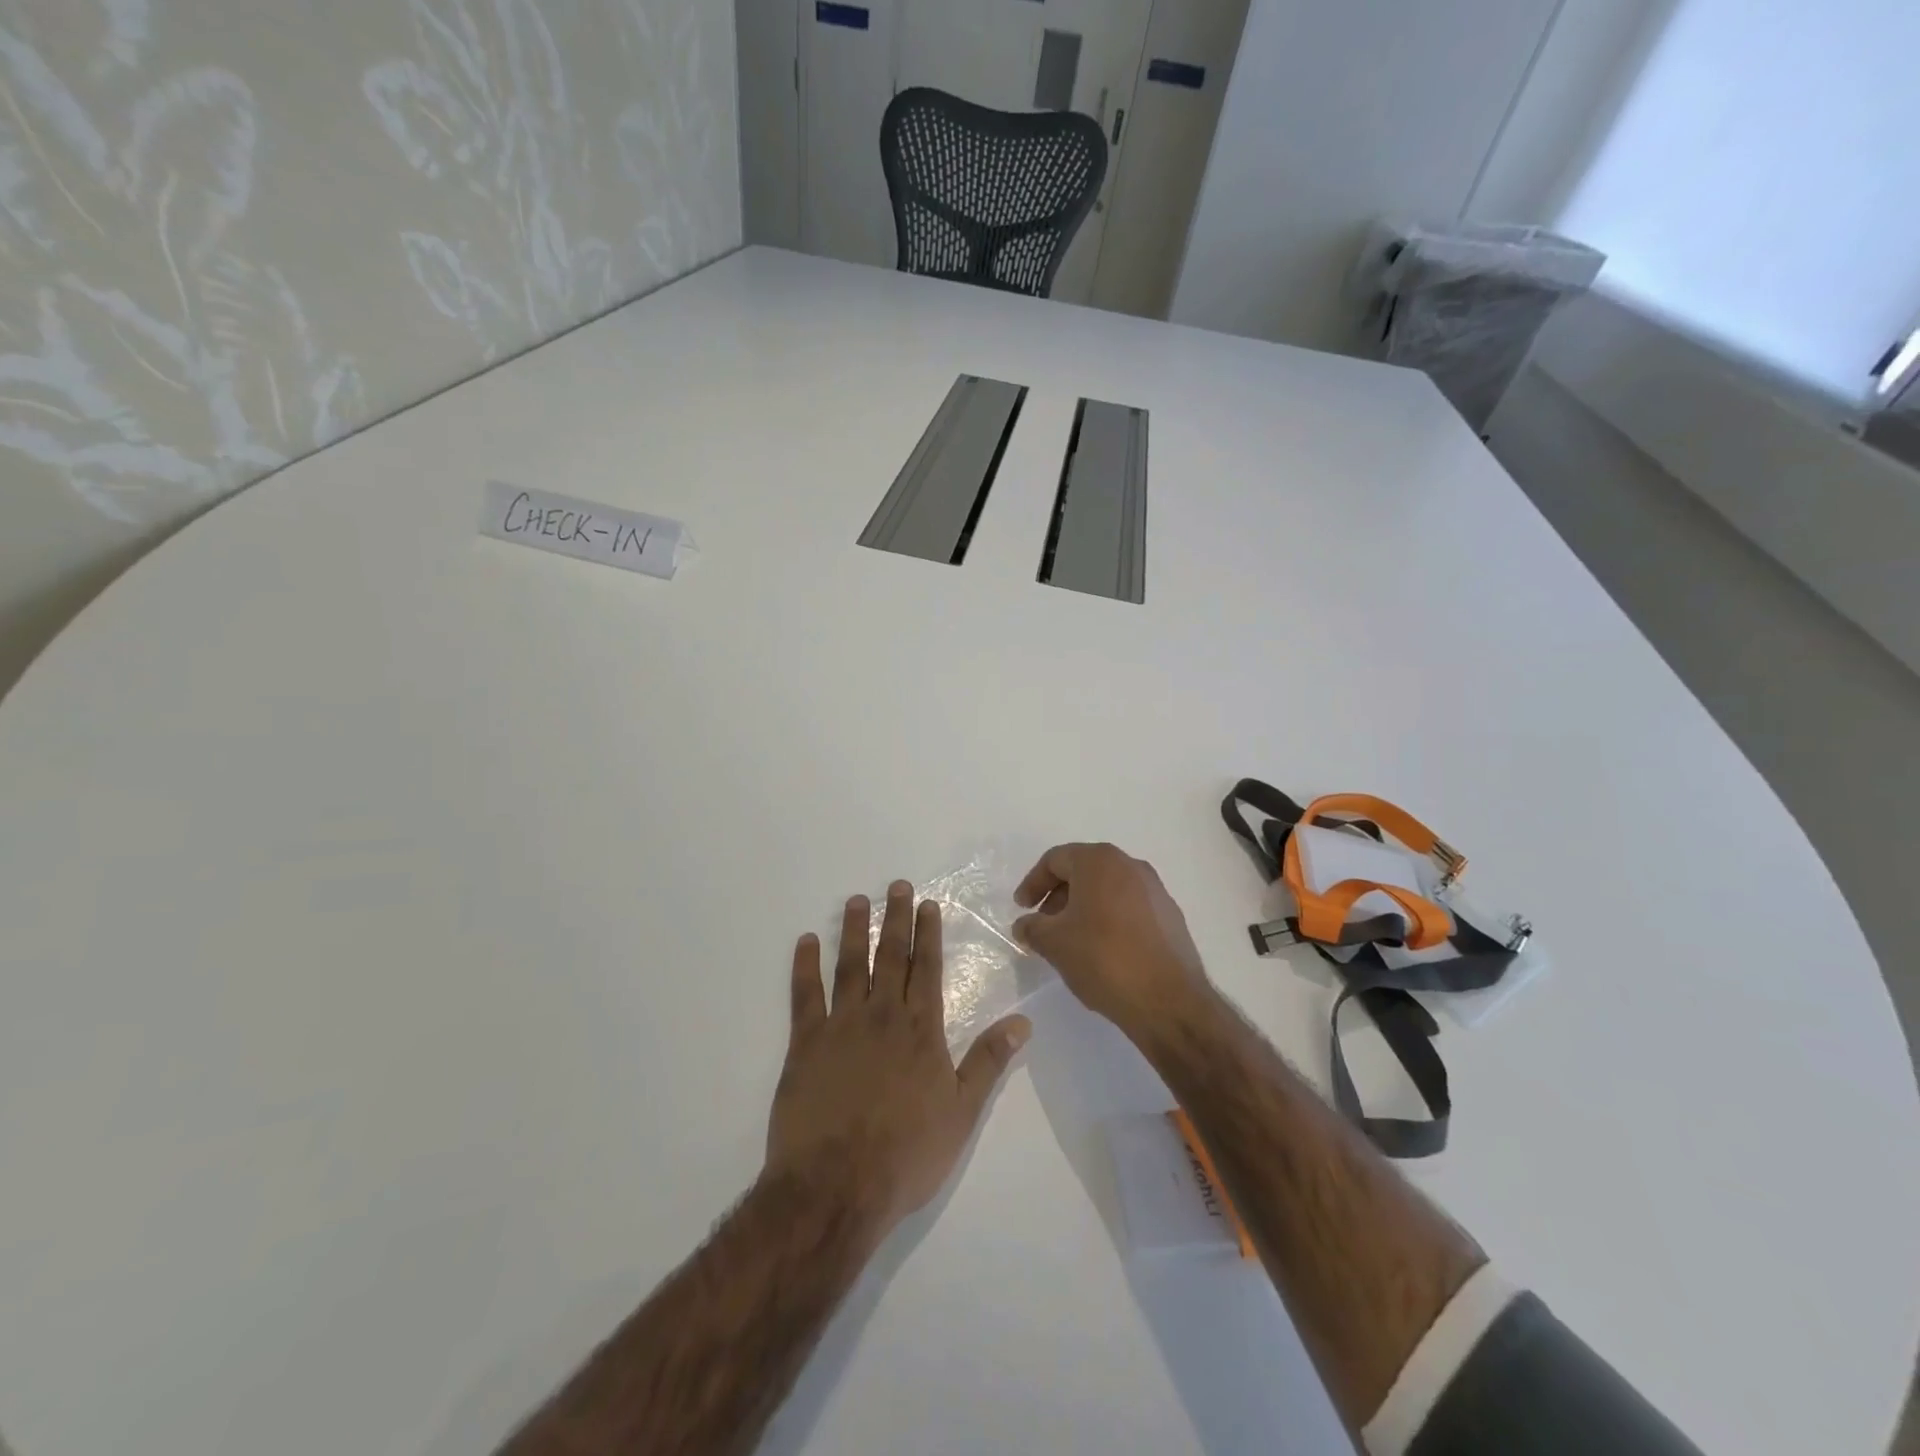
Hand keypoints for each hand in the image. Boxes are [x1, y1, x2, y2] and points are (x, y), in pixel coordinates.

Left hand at [766, 881, 1031, 1232]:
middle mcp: (883, 1015)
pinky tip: (805, 942)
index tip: (928, 905)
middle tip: (896, 886)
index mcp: (921, 1029)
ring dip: (853, 930)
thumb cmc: (906, 1153)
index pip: (928, 968)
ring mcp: (841, 1025)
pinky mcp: (805, 1042)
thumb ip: (988, 1061)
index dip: (929, 934)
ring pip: (849, 965)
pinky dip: (805, 966)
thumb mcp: (962, 1112)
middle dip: (896, 918)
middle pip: (891, 956)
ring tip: (855, 901)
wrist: (836, 1185)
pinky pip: (805, 994)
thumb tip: (1022, 1021)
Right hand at [1012, 843, 1213, 1036]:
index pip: (1056, 859)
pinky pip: (1129, 907)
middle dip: (1058, 895)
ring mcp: (1155, 890)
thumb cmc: (1103, 959)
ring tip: (1070, 940)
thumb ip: (1032, 927)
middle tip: (1043, 924)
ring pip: (1107, 889)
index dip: (1033, 883)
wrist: (1168, 1000)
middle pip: (1083, 871)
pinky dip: (1108, 919)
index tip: (1022, 908)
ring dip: (1083, 908)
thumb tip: (1025, 925)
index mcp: (1099, 861)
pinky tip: (1102, 950)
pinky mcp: (1170, 916)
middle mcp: (1130, 865)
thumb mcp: (1054, 943)